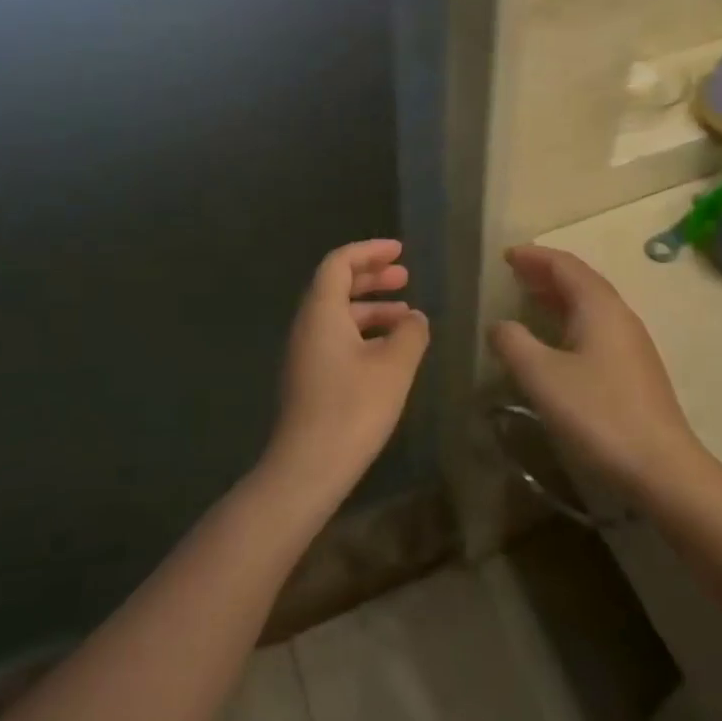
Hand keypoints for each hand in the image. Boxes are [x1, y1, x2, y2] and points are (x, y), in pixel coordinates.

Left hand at [267, 239, 428, 499]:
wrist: (307, 468)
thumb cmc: (353, 408)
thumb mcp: (394, 366)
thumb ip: (410, 334)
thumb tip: (416, 318)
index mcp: (321, 312)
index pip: (339, 263)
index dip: (370, 252)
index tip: (400, 251)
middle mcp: (307, 326)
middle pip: (337, 286)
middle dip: (372, 277)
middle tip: (406, 276)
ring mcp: (305, 354)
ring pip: (339, 316)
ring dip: (372, 308)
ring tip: (409, 317)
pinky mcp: (310, 378)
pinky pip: (337, 338)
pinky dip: (364, 333)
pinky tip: (391, 352)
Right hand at [490, 245, 700, 493]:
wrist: (662, 469)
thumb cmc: (598, 414)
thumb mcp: (542, 376)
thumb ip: (514, 343)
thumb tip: (500, 326)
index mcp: (599, 307)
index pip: (565, 265)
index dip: (535, 256)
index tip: (507, 255)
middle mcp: (620, 316)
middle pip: (581, 281)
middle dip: (546, 273)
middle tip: (515, 272)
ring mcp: (632, 344)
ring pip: (591, 306)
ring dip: (559, 297)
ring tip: (530, 299)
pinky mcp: (635, 370)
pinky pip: (597, 328)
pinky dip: (570, 320)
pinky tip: (558, 341)